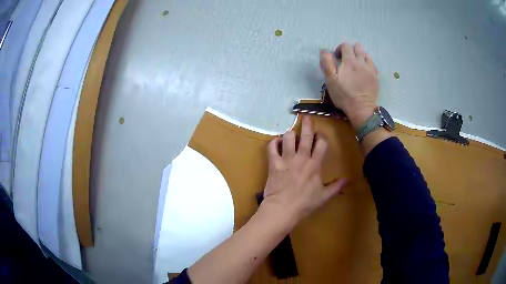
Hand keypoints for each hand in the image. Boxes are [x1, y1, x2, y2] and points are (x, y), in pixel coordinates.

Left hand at [261, 116, 346, 223]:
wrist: (282, 209)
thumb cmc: (304, 204)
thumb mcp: (324, 196)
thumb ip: (336, 186)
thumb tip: (349, 180)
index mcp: (315, 165)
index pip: (321, 144)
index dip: (321, 136)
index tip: (320, 134)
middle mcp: (301, 158)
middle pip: (305, 136)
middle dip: (307, 125)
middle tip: (306, 117)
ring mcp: (286, 159)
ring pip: (288, 138)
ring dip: (290, 134)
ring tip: (290, 134)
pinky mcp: (274, 163)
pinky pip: (272, 147)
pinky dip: (273, 142)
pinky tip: (276, 142)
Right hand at [320, 42, 378, 128]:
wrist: (361, 109)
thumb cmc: (344, 96)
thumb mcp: (330, 80)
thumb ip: (327, 63)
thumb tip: (324, 51)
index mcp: (349, 61)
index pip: (345, 46)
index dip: (339, 49)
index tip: (337, 58)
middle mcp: (362, 62)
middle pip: (358, 47)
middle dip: (351, 50)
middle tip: (346, 60)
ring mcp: (371, 69)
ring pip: (366, 54)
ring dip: (360, 56)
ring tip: (356, 65)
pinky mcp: (376, 77)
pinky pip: (373, 64)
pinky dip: (367, 64)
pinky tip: (364, 71)